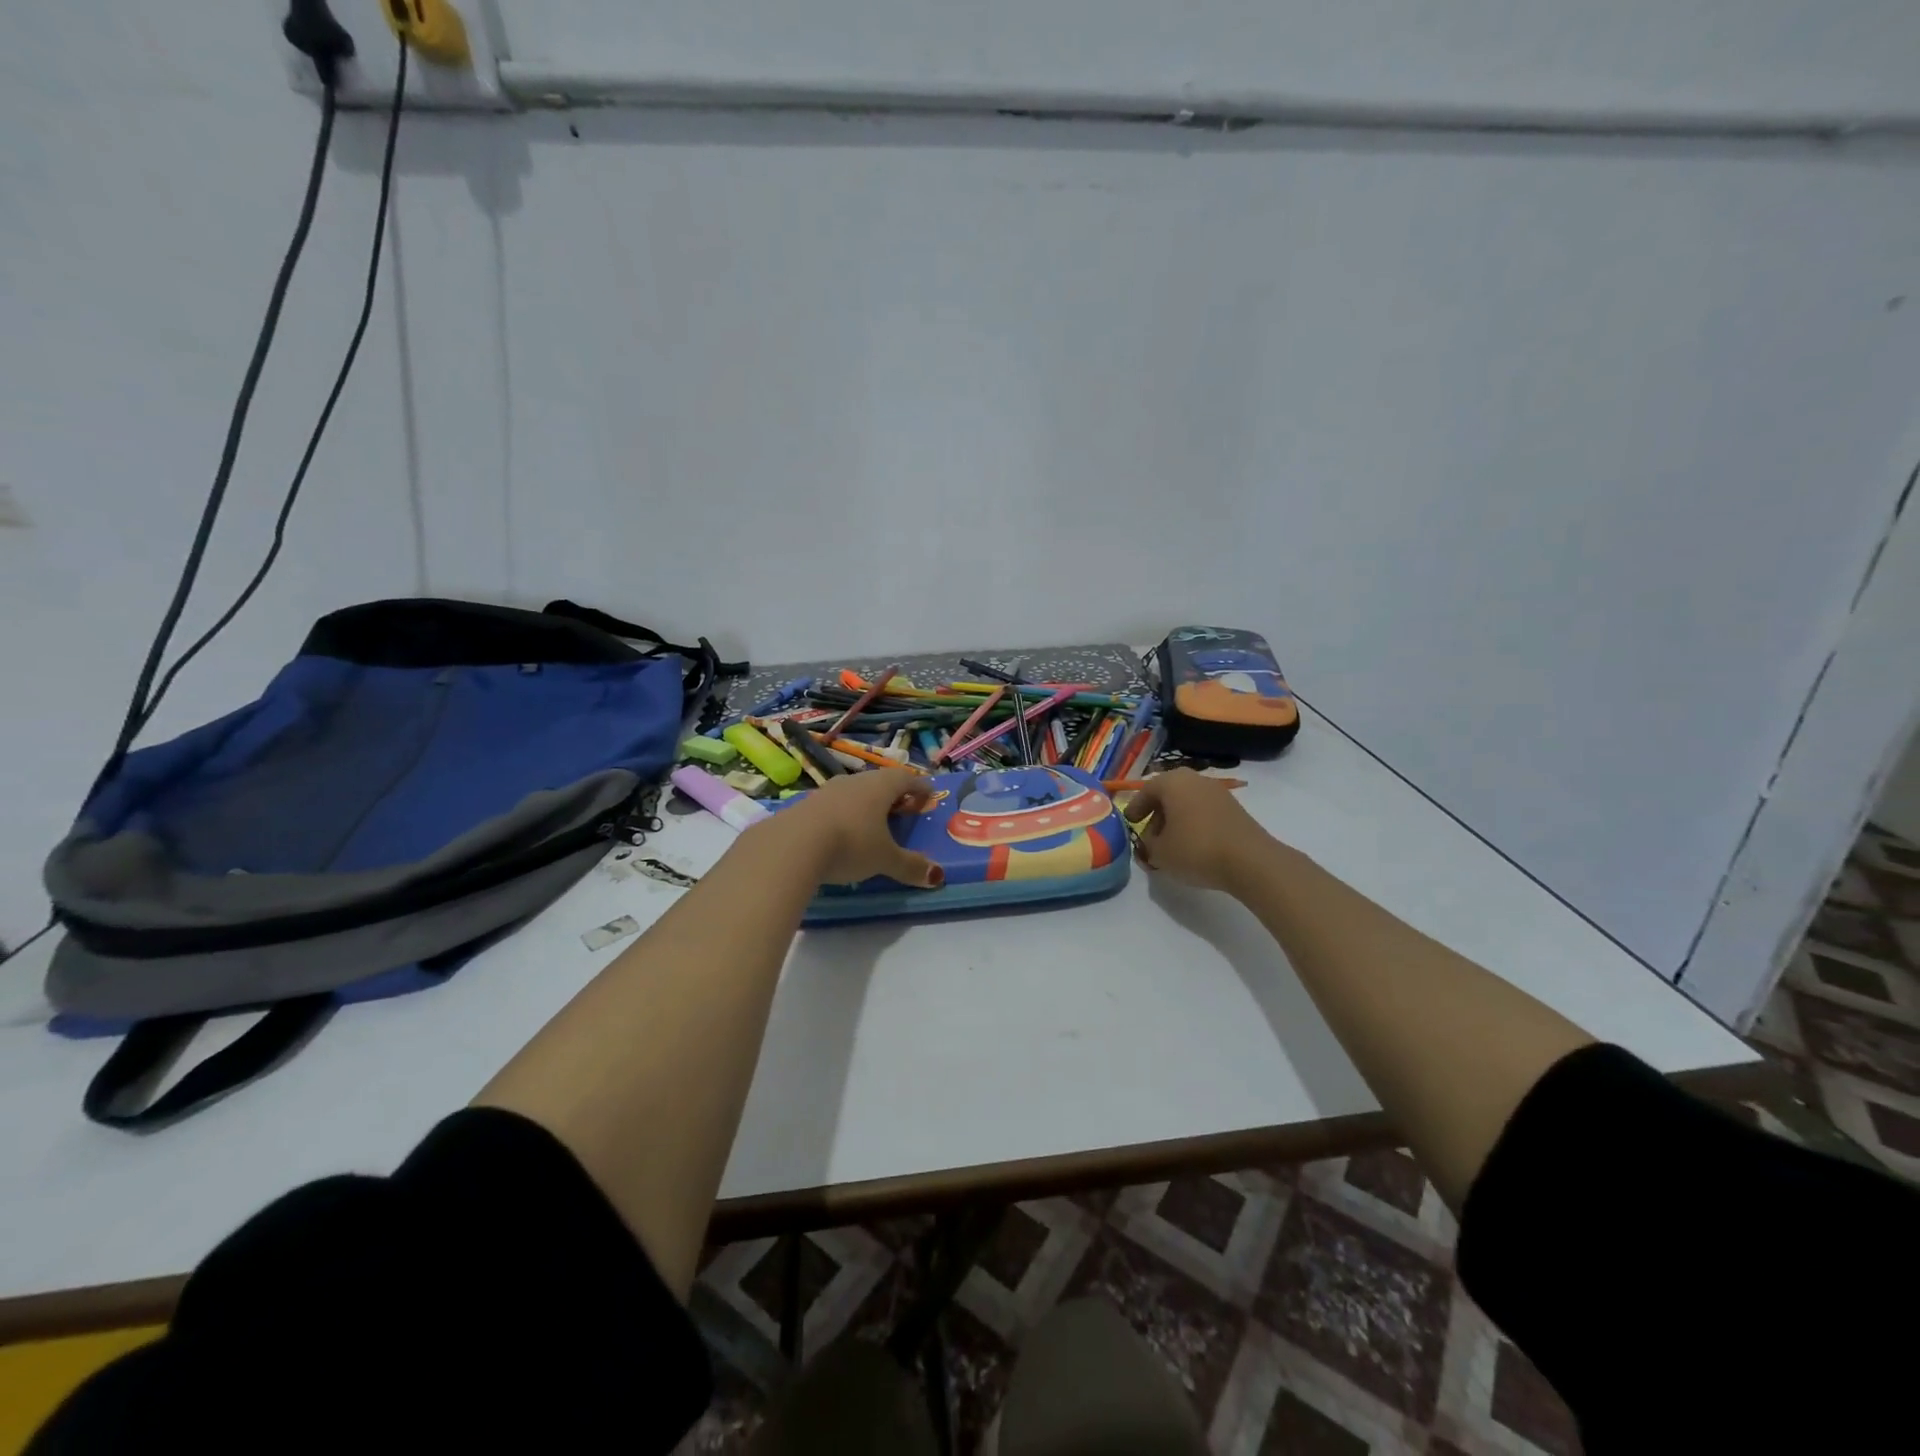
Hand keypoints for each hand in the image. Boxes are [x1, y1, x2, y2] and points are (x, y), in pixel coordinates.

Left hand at [763, 768, 945, 888]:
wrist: (792, 845)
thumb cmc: (850, 844)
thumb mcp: (884, 859)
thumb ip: (910, 865)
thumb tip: (936, 876)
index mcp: (880, 787)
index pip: (906, 779)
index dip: (920, 787)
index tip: (929, 795)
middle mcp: (855, 781)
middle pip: (879, 781)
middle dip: (893, 794)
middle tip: (902, 809)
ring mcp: (827, 790)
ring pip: (854, 791)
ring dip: (865, 803)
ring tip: (872, 821)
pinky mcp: (805, 804)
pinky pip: (833, 804)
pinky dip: (844, 814)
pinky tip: (841, 832)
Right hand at [1123, 768, 1271, 893]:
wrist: (1250, 861)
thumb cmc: (1196, 850)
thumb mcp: (1159, 853)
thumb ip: (1147, 845)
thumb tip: (1149, 842)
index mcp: (1172, 782)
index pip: (1146, 790)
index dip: (1135, 808)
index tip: (1129, 822)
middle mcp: (1195, 780)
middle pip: (1168, 795)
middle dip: (1156, 815)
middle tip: (1149, 837)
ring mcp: (1218, 793)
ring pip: (1187, 803)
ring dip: (1175, 821)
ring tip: (1171, 845)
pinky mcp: (1234, 809)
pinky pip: (1204, 812)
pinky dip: (1193, 824)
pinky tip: (1192, 846)